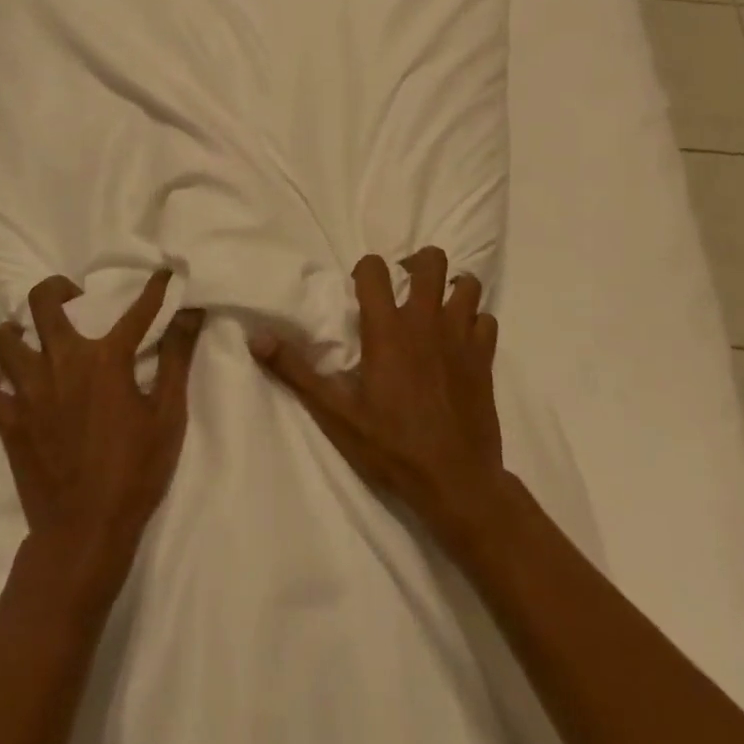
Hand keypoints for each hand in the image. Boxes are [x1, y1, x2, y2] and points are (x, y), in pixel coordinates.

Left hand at [0, 271, 204, 587]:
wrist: (85, 531)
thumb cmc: (135, 471)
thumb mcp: (169, 415)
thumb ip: (178, 358)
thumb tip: (191, 313)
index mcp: (105, 358)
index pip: (137, 309)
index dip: (155, 288)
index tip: (164, 273)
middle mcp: (61, 362)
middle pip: (43, 302)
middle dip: (57, 289)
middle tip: (72, 300)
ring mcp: (28, 391)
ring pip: (3, 340)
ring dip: (18, 333)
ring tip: (34, 342)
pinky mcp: (7, 421)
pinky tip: (10, 389)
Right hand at [249, 247, 505, 541]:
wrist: (455, 481)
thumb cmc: (390, 446)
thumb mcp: (335, 412)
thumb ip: (296, 370)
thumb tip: (256, 337)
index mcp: (387, 328)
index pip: (375, 269)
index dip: (366, 270)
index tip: (361, 290)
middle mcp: (426, 320)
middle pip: (431, 262)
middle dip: (417, 264)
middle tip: (405, 285)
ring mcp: (461, 337)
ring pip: (466, 285)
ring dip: (451, 289)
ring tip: (436, 307)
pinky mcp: (486, 357)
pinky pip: (487, 320)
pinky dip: (475, 323)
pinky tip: (461, 342)